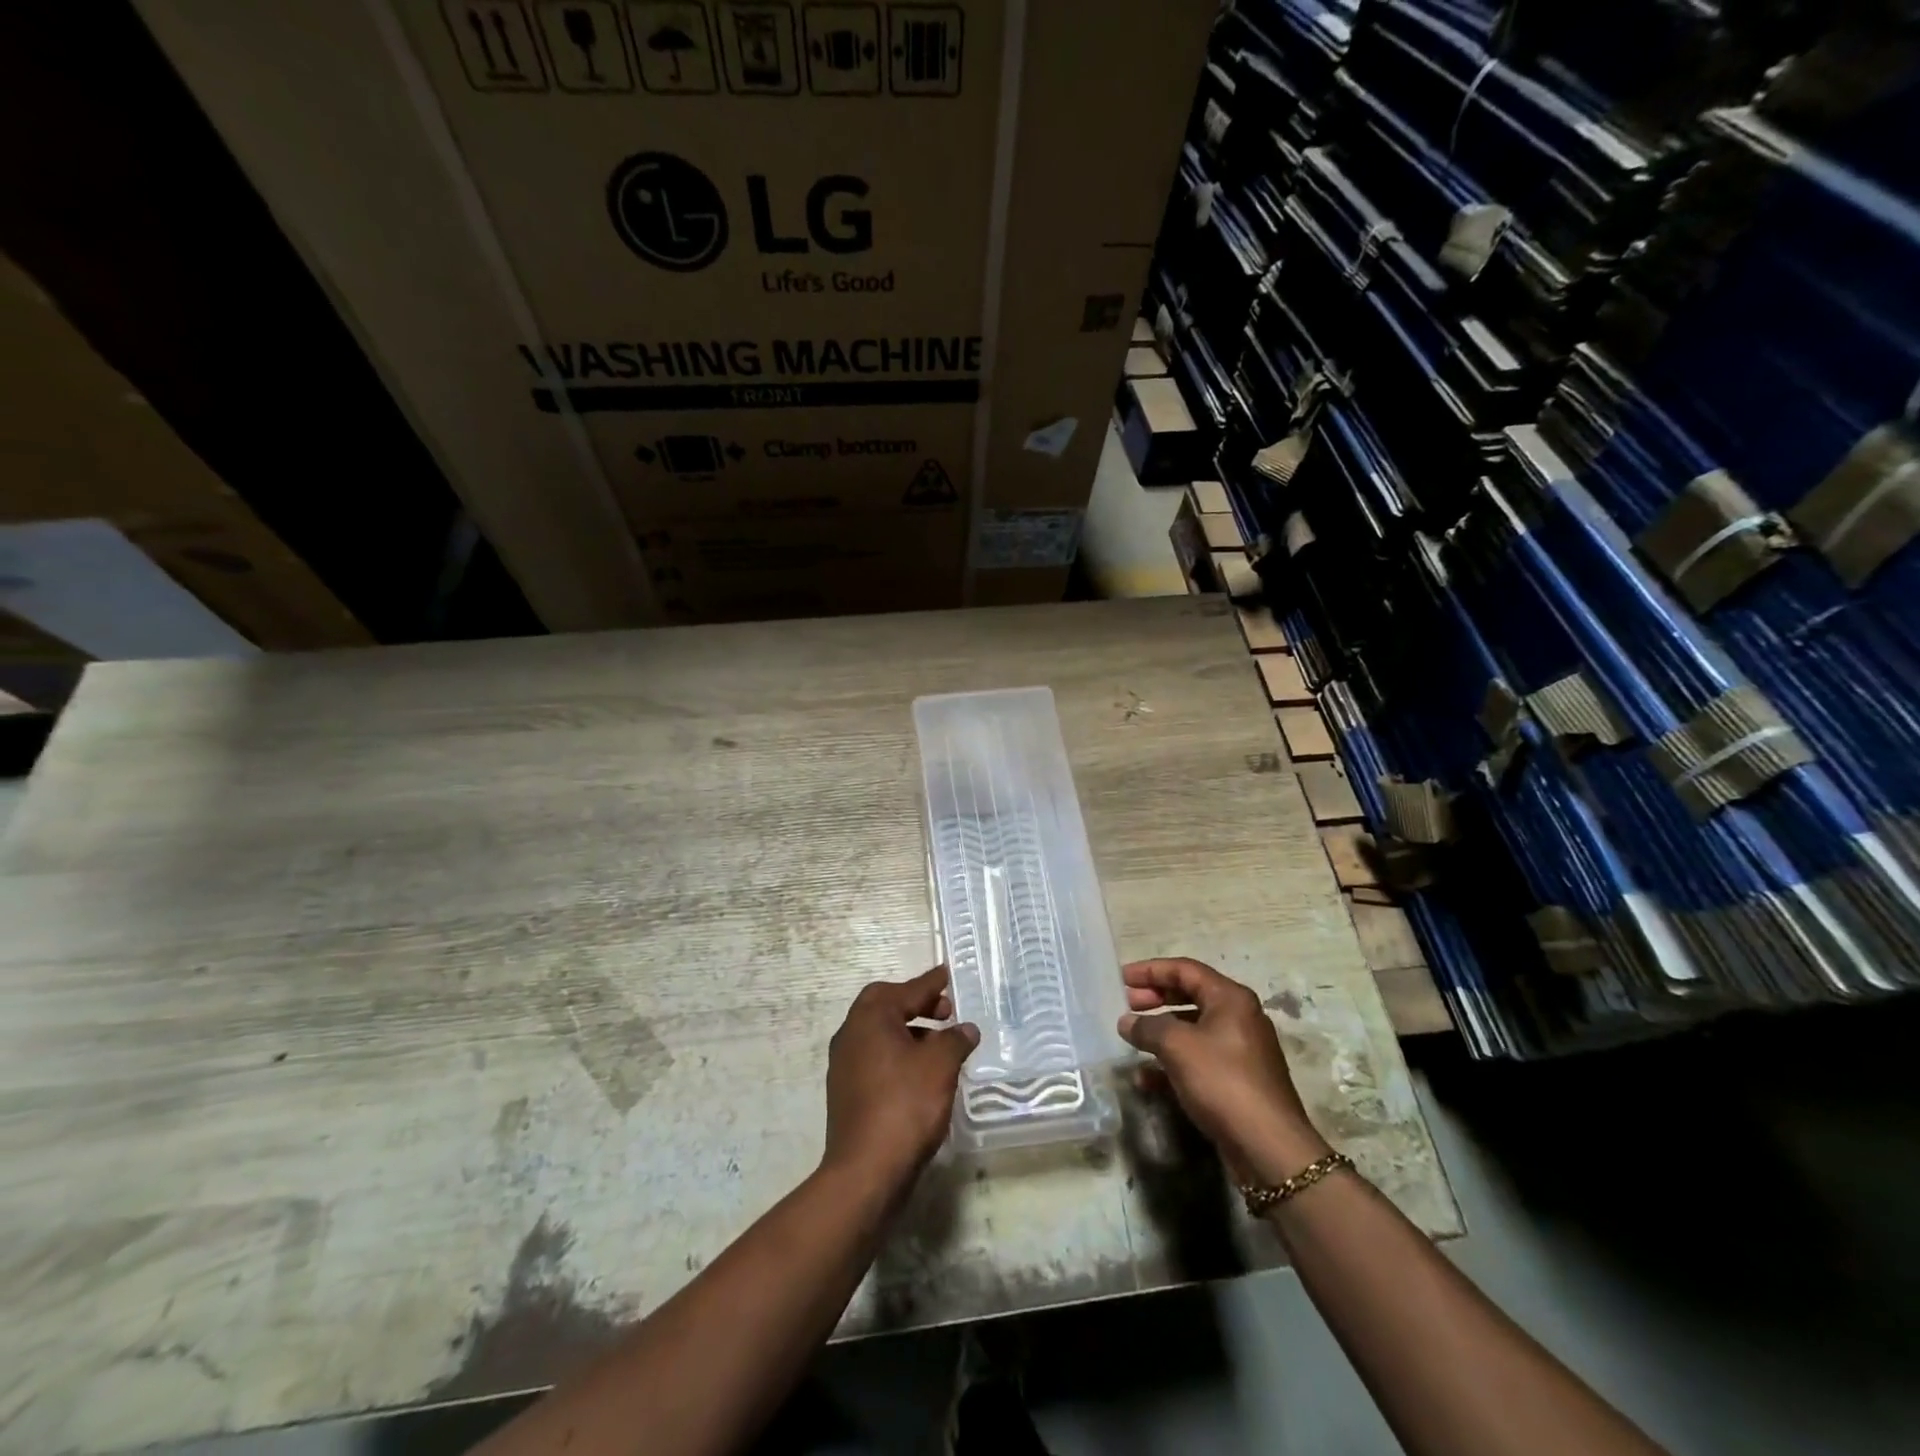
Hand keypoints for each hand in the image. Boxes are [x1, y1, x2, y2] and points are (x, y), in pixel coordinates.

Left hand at [822, 966, 979, 1193]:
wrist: (866, 1171)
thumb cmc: (905, 1105)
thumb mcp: (940, 1065)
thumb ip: (955, 1040)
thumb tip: (966, 1029)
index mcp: (870, 1018)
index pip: (906, 990)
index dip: (931, 983)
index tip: (947, 975)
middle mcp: (851, 1034)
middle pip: (886, 1006)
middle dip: (917, 1005)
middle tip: (946, 1012)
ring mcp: (845, 1065)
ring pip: (880, 1035)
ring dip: (909, 1032)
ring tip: (940, 1045)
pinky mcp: (847, 1093)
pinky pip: (876, 1059)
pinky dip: (899, 1055)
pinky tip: (921, 1073)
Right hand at [1118, 958, 1328, 1183]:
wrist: (1268, 1148)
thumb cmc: (1222, 1081)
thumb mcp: (1177, 1046)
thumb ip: (1148, 1027)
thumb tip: (1126, 1022)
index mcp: (1230, 999)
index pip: (1185, 969)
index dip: (1150, 970)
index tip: (1121, 978)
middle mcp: (1239, 1018)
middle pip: (1190, 995)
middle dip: (1155, 998)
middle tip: (1126, 1005)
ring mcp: (1240, 1051)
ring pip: (1192, 1029)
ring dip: (1160, 1032)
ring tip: (1131, 1039)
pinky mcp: (1237, 1081)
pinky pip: (1198, 1059)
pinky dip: (1172, 1062)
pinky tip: (1146, 1078)